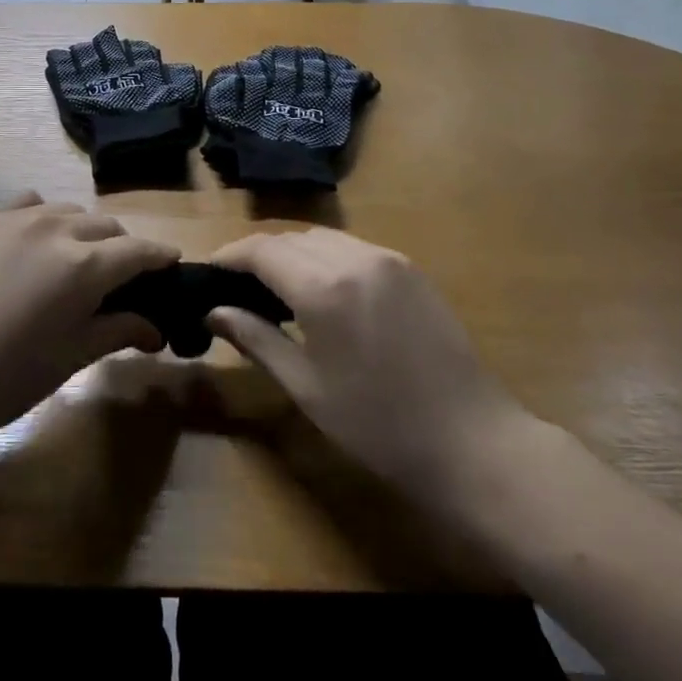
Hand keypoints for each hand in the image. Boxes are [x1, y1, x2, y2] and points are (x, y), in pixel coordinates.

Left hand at [0, 194, 174, 454]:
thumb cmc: (5, 377)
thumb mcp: (71, 357)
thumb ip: (119, 330)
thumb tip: (157, 328)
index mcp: (85, 265)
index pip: (139, 251)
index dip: (161, 258)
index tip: (171, 266)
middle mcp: (57, 228)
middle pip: (107, 226)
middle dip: (122, 248)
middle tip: (119, 281)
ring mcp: (16, 218)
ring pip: (69, 212)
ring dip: (84, 232)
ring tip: (74, 263)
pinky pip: (30, 205)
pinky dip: (45, 219)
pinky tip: (35, 245)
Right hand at [207, 230, 541, 517]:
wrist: (473, 443)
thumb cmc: (379, 426)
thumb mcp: (306, 387)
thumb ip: (256, 339)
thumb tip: (214, 312)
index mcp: (324, 288)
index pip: (261, 249)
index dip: (229, 255)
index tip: (208, 271)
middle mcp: (354, 258)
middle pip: (290, 238)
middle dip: (259, 254)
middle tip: (238, 286)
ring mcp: (388, 259)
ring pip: (322, 238)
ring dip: (293, 253)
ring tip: (276, 288)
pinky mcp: (410, 269)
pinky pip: (353, 247)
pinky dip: (326, 257)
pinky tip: (323, 290)